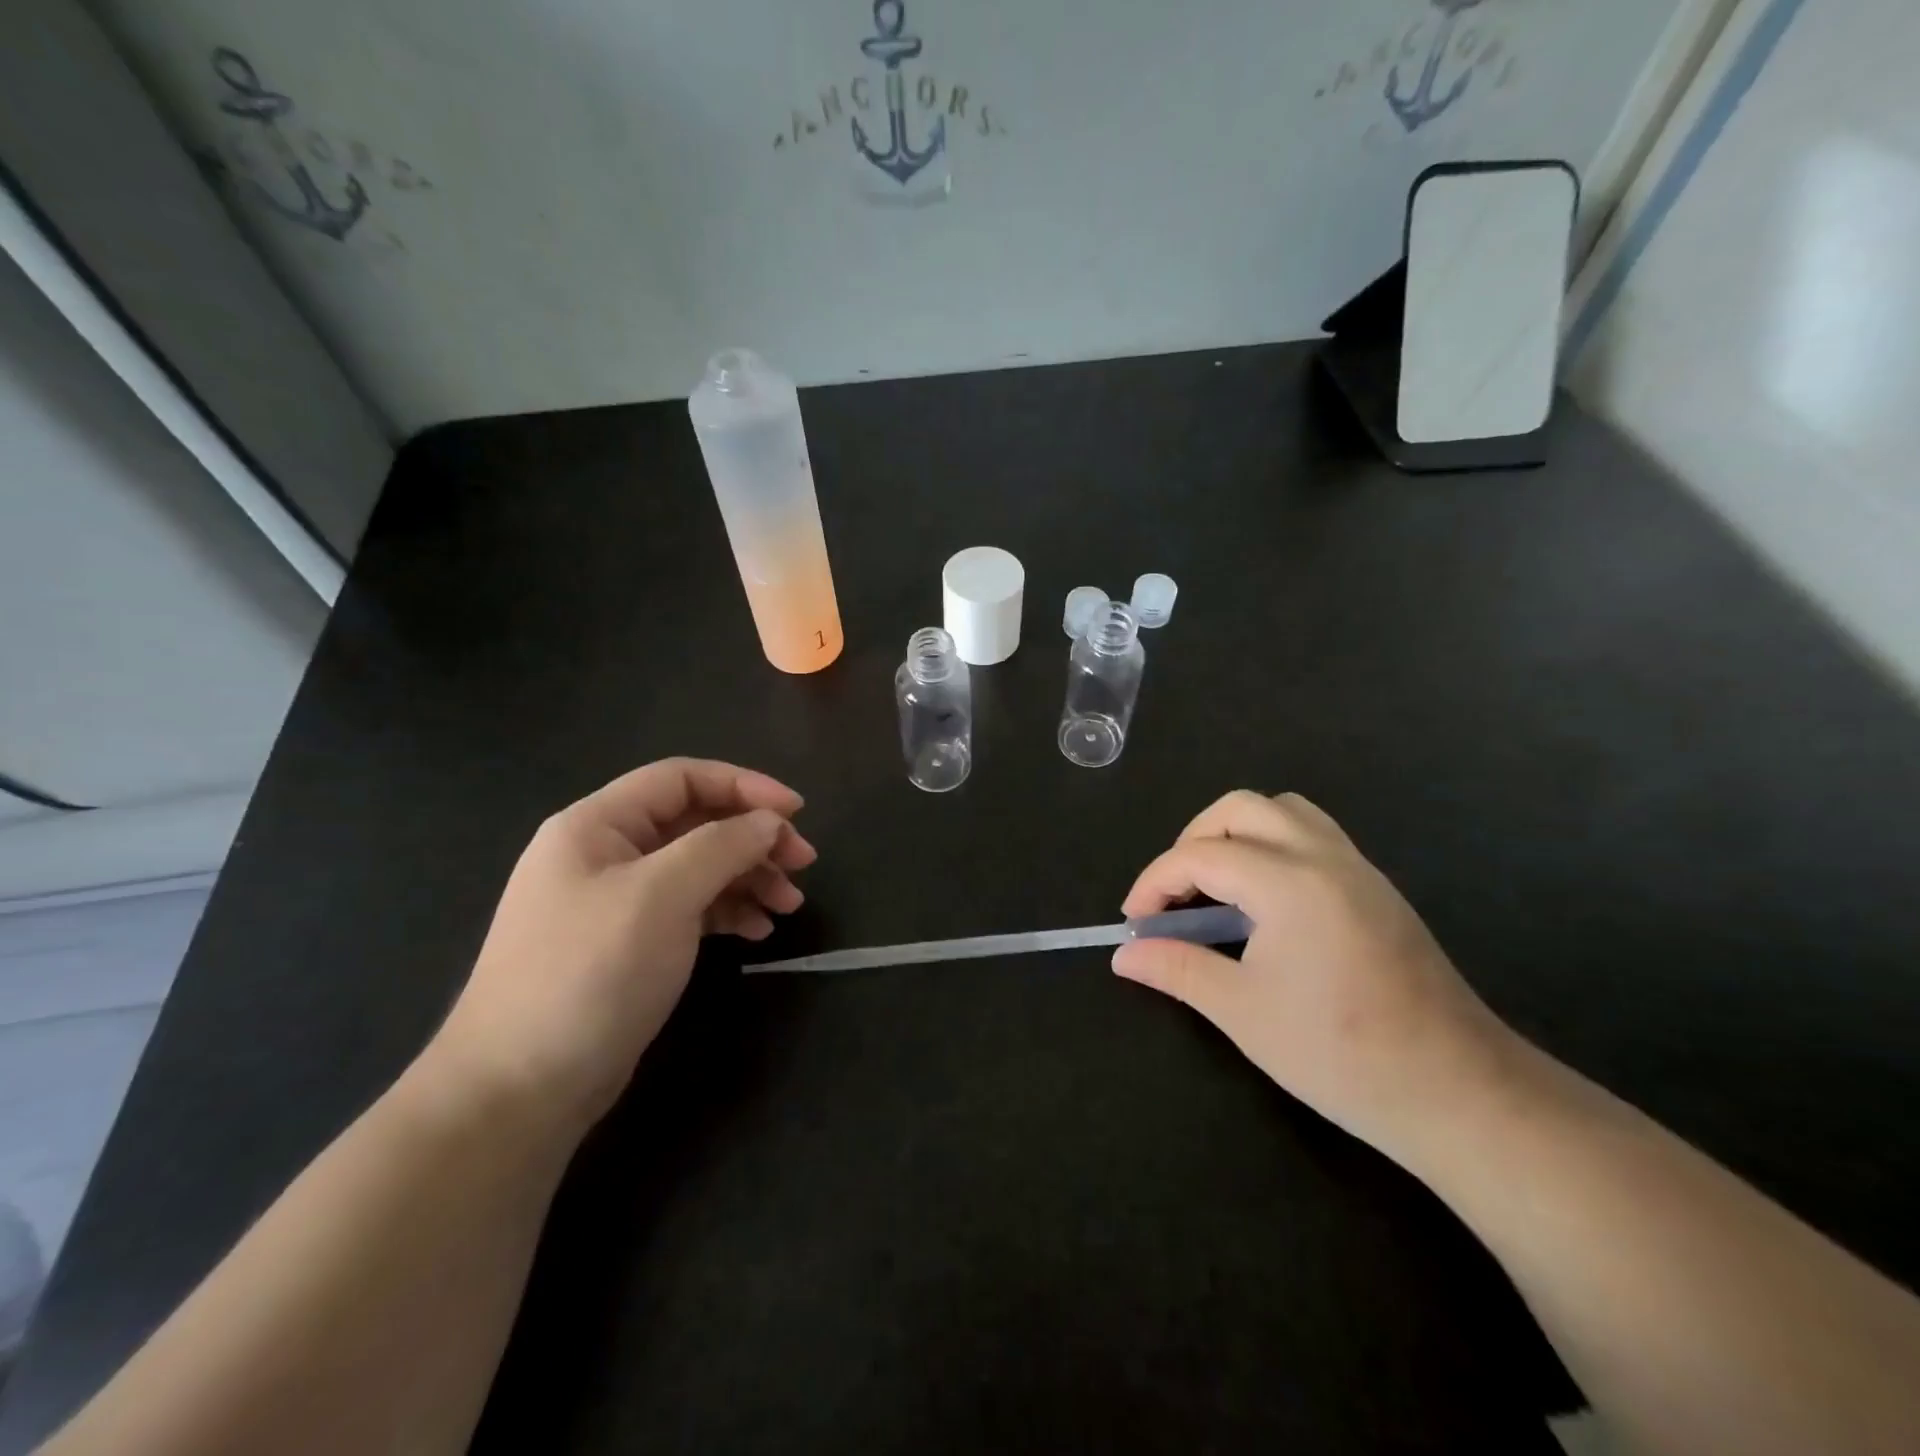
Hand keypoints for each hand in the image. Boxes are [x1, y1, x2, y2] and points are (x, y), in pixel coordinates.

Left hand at [429, 759, 814, 1133]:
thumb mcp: (661, 896)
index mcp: (598, 824)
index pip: (681, 778)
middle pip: (696, 822)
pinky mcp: (631, 942)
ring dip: (748, 877)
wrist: (520, 1089)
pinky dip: (728, 911)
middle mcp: (606, 852)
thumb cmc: (589, 973)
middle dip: (754, 837)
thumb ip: (722, 846)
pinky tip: (758, 932)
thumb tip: (770, 822)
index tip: (797, 812)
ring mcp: (618, 900)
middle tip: (804, 864)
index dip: (744, 785)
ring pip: (699, 866)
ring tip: (789, 905)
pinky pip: (691, 907)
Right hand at [1113, 791, 1519, 1169]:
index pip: (1199, 855)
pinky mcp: (1377, 889)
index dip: (1154, 883)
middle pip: (1241, 808)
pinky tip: (1265, 904)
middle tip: (1175, 894)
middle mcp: (1323, 856)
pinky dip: (1273, 847)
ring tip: (1217, 887)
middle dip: (1192, 840)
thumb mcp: (1242, 1012)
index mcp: (1288, 881)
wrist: (1459, 1092)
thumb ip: (1177, 968)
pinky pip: (1314, 836)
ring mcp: (1357, 868)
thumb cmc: (1340, 1053)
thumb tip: (1124, 954)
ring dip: (1237, 834)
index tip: (1135, 922)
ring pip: (1284, 812)